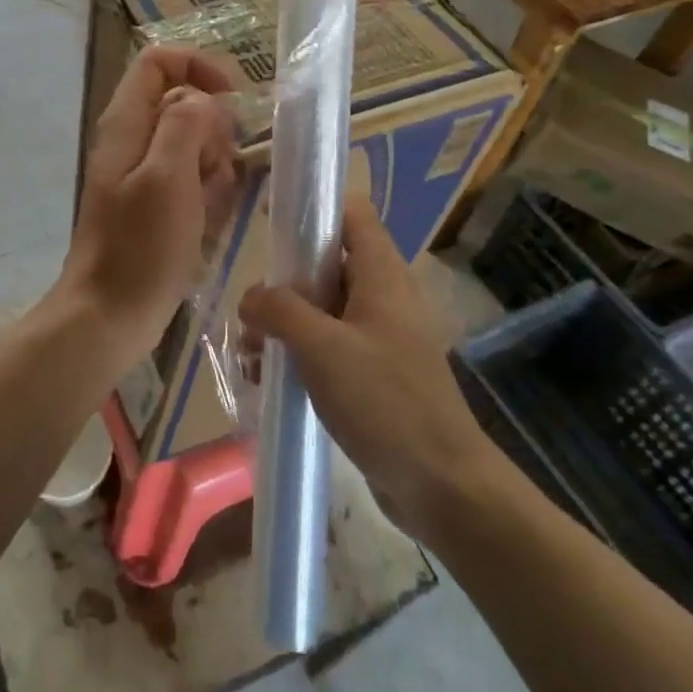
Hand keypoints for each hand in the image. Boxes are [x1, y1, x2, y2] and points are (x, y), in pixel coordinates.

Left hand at [61, 46, 240, 362]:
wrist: (109, 316)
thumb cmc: (139, 247)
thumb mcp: (167, 177)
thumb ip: (186, 125)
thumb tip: (205, 101)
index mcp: (126, 123)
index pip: (159, 61)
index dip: (198, 67)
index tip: (232, 99)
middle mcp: (133, 139)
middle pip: (184, 104)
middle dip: (212, 133)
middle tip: (213, 173)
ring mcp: (144, 172)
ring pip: (195, 145)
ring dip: (214, 171)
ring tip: (207, 209)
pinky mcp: (156, 203)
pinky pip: (193, 181)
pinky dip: (207, 197)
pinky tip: (205, 226)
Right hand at [238, 196, 491, 531]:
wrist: (443, 486)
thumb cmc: (385, 401)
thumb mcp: (322, 347)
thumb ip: (279, 310)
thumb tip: (250, 296)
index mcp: (381, 274)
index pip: (350, 212)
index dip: (312, 205)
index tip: (270, 218)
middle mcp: (383, 295)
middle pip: (327, 261)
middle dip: (285, 279)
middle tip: (250, 304)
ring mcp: (380, 335)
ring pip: (323, 307)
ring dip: (285, 322)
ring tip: (250, 351)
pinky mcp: (374, 372)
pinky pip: (329, 345)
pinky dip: (299, 352)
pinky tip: (267, 379)